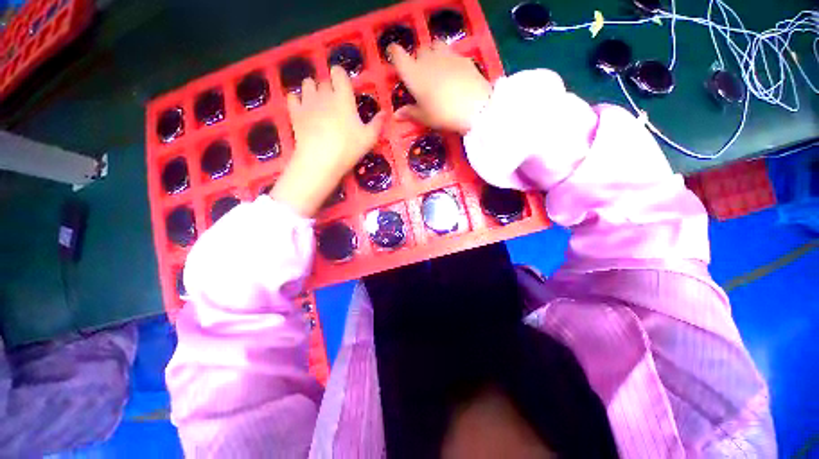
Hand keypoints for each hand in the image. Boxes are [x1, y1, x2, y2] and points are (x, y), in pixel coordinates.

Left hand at [271, 66, 385, 216]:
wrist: (320, 160)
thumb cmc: (348, 148)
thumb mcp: (369, 139)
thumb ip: (377, 124)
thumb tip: (384, 113)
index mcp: (343, 98)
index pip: (339, 73)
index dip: (340, 75)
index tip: (343, 84)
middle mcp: (324, 94)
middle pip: (324, 80)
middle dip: (329, 87)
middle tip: (335, 102)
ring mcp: (307, 102)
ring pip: (307, 84)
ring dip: (313, 89)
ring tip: (318, 103)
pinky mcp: (295, 112)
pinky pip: (292, 97)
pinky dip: (297, 99)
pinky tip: (303, 108)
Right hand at [389, 42, 491, 134]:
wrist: (474, 106)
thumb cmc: (443, 114)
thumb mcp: (424, 117)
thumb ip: (410, 113)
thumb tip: (396, 115)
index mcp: (413, 73)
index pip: (398, 55)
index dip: (394, 53)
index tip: (393, 55)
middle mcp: (427, 59)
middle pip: (419, 51)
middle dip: (418, 59)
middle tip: (421, 75)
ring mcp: (446, 55)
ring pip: (435, 46)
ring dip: (433, 54)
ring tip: (437, 69)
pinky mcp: (462, 58)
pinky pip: (452, 54)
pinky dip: (449, 61)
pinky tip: (454, 74)